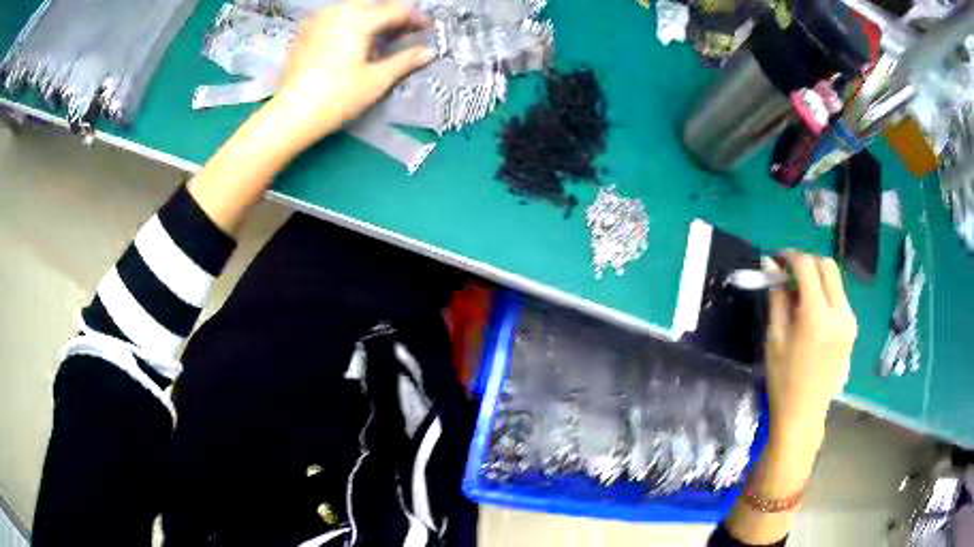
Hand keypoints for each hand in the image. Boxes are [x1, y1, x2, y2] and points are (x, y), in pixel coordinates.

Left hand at [270, 0, 434, 152]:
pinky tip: (349, 40)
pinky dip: (347, 22)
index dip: (416, 18)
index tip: (428, 28)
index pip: (397, 10)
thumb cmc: (337, 97)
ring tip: (377, 36)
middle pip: (373, 4)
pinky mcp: (304, 32)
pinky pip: (333, 17)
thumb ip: (405, 61)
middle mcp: (338, 12)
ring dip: (369, 16)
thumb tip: (429, 52)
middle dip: (391, 15)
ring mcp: (317, 20)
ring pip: (351, 8)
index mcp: (359, 19)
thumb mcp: (377, 80)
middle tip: (403, 31)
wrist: (291, 114)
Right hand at [764, 252, 857, 438]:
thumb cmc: (783, 379)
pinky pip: (839, 296)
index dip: (790, 257)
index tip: (776, 259)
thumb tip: (771, 265)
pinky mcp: (852, 328)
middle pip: (827, 266)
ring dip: (817, 276)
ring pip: (835, 279)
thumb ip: (777, 297)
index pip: (807, 267)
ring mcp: (849, 320)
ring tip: (798, 293)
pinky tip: (811, 309)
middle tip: (788, 272)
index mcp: (817, 316)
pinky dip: (825, 292)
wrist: (804, 414)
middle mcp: (840, 312)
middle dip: (807, 262)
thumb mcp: (775, 337)